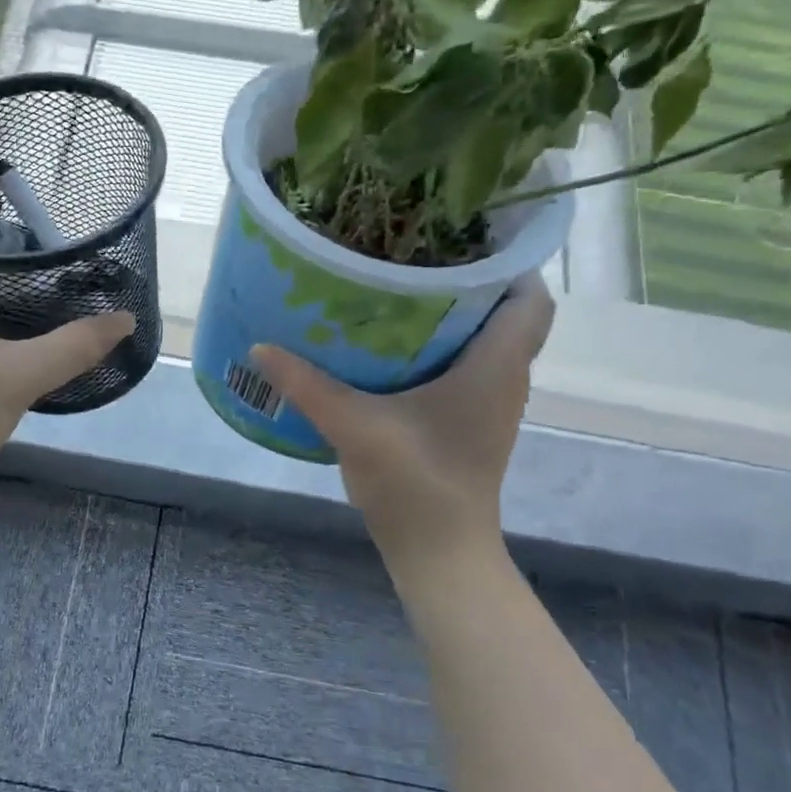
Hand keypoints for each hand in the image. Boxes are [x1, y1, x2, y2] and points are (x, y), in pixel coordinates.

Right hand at [250, 274, 554, 567]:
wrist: (439, 551)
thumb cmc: (415, 482)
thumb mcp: (354, 426)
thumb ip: (307, 385)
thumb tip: (260, 346)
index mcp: (495, 366)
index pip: (530, 298)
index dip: (507, 262)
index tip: (458, 240)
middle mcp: (504, 378)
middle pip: (504, 313)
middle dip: (466, 282)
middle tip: (412, 259)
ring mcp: (490, 404)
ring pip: (484, 342)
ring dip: (451, 317)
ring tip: (397, 292)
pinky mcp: (470, 424)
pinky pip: (466, 368)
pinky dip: (439, 350)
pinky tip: (391, 351)